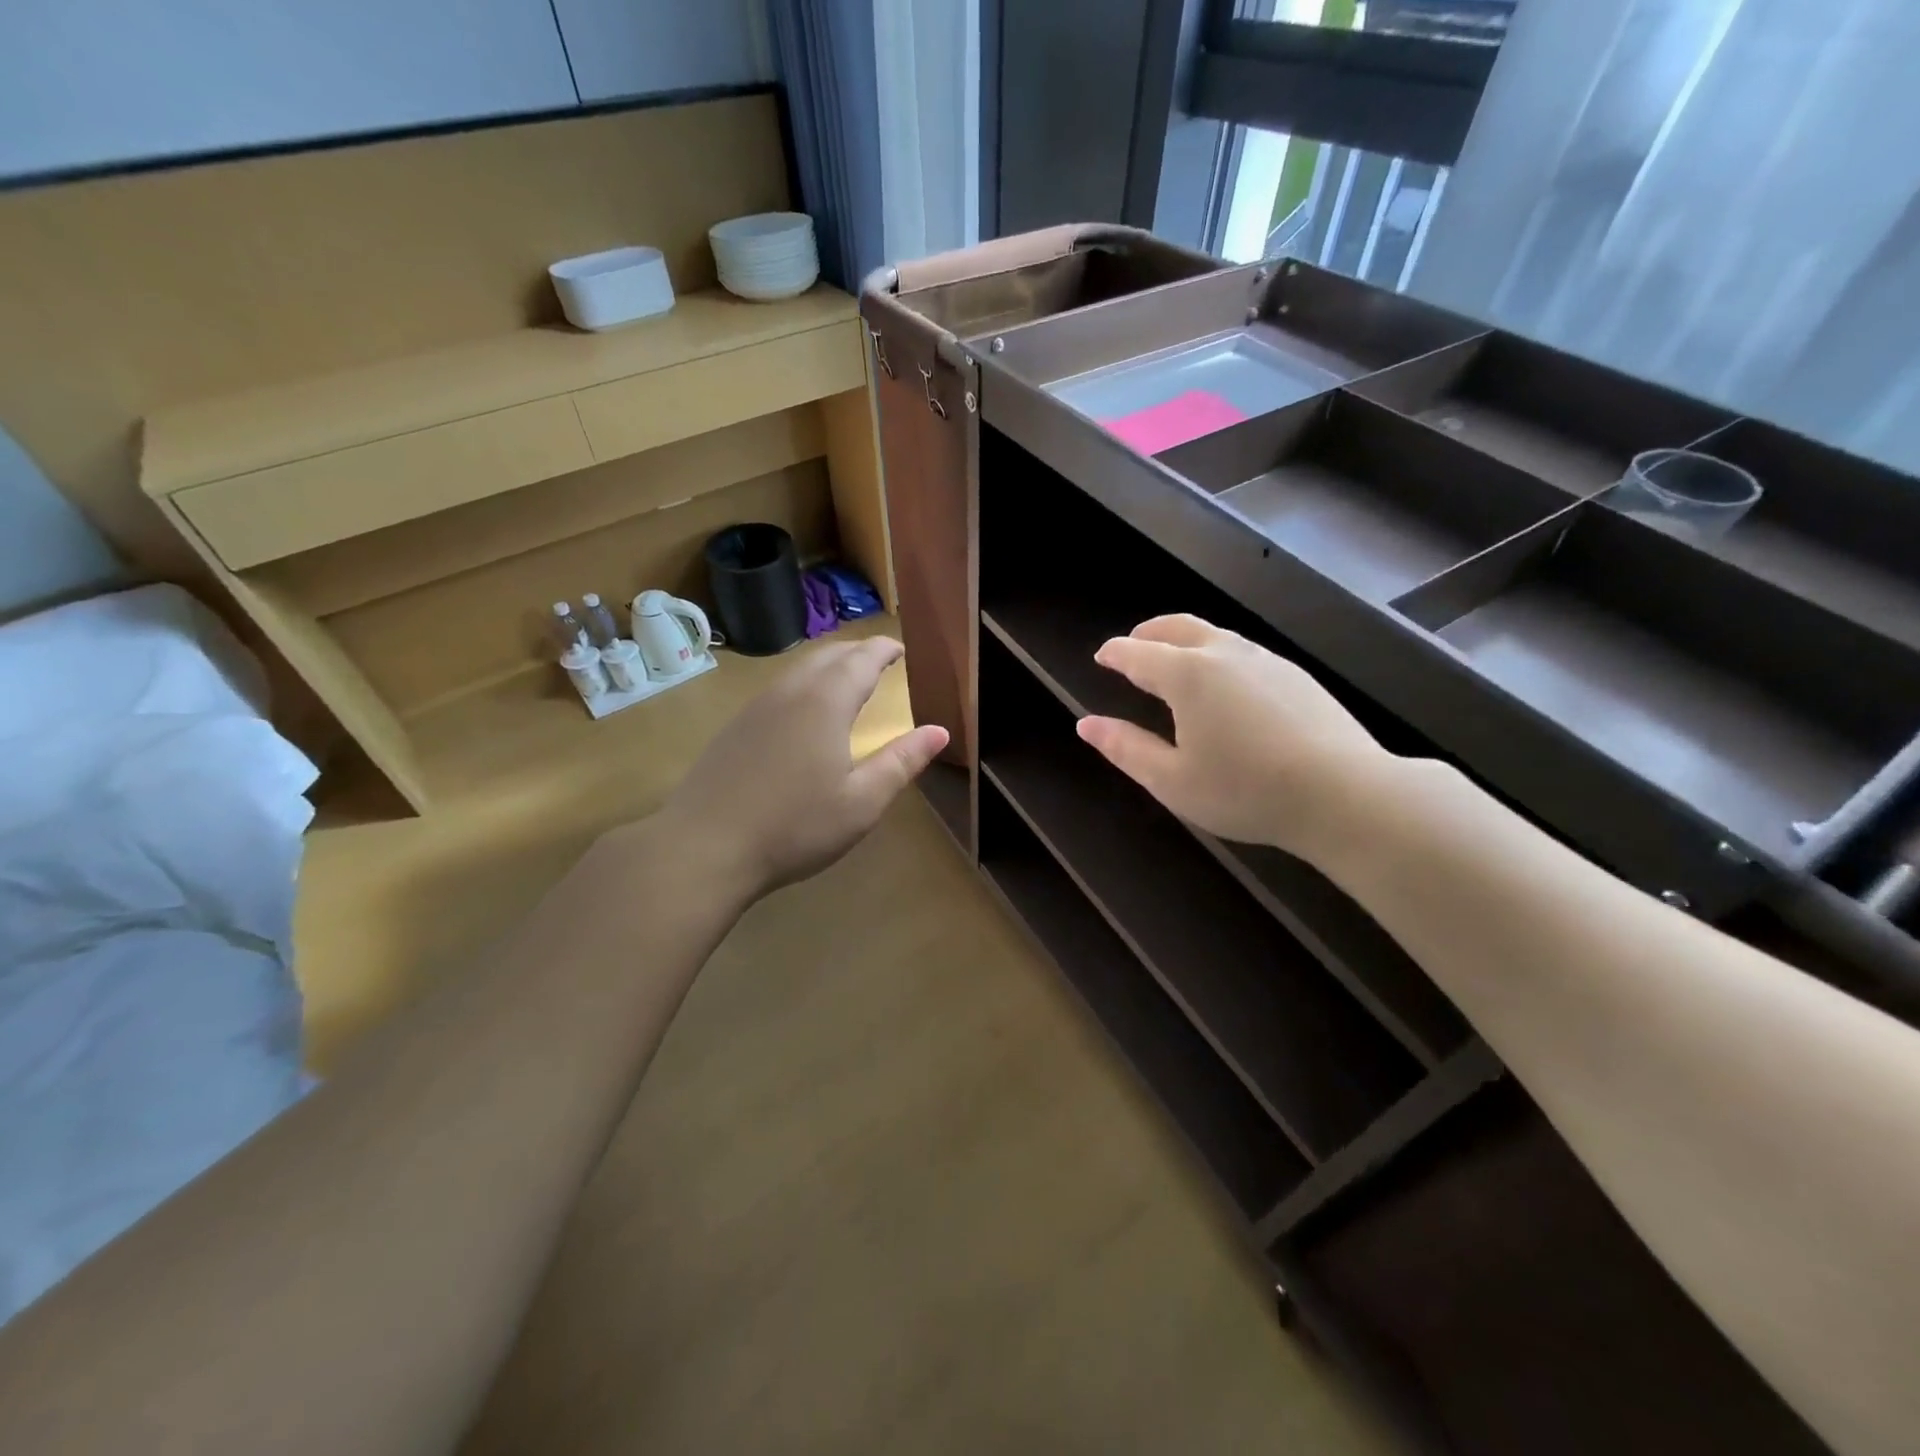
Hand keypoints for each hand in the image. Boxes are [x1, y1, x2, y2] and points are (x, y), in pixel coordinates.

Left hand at [654, 637, 948, 898]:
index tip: (902, 649)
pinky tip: (805, 712)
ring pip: (800, 668)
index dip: (885, 649)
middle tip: (881, 662)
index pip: (862, 658)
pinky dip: (805, 683)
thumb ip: (902, 762)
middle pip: (829, 654)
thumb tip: (940, 731)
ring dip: (829, 665)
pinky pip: (779, 687)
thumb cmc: (794, 826)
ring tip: (848, 681)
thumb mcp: (861, 802)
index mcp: (826, 702)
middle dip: (858, 652)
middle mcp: (790, 691)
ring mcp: (756, 706)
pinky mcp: (735, 726)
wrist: (703, 847)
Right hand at [1076, 614, 1391, 860]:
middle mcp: (1225, 654)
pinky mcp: (1296, 675)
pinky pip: (1244, 652)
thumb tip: (1085, 725)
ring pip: (1215, 636)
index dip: (1115, 653)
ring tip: (1175, 663)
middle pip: (1178, 627)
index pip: (1138, 652)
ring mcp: (1266, 660)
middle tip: (1133, 645)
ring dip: (1185, 641)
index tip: (1102, 656)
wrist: (1344, 793)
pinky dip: (1218, 656)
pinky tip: (1225, 686)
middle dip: (1149, 632)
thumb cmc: (1245, 790)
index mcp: (1187, 675)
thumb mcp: (1172, 780)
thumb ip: (1125, 748)